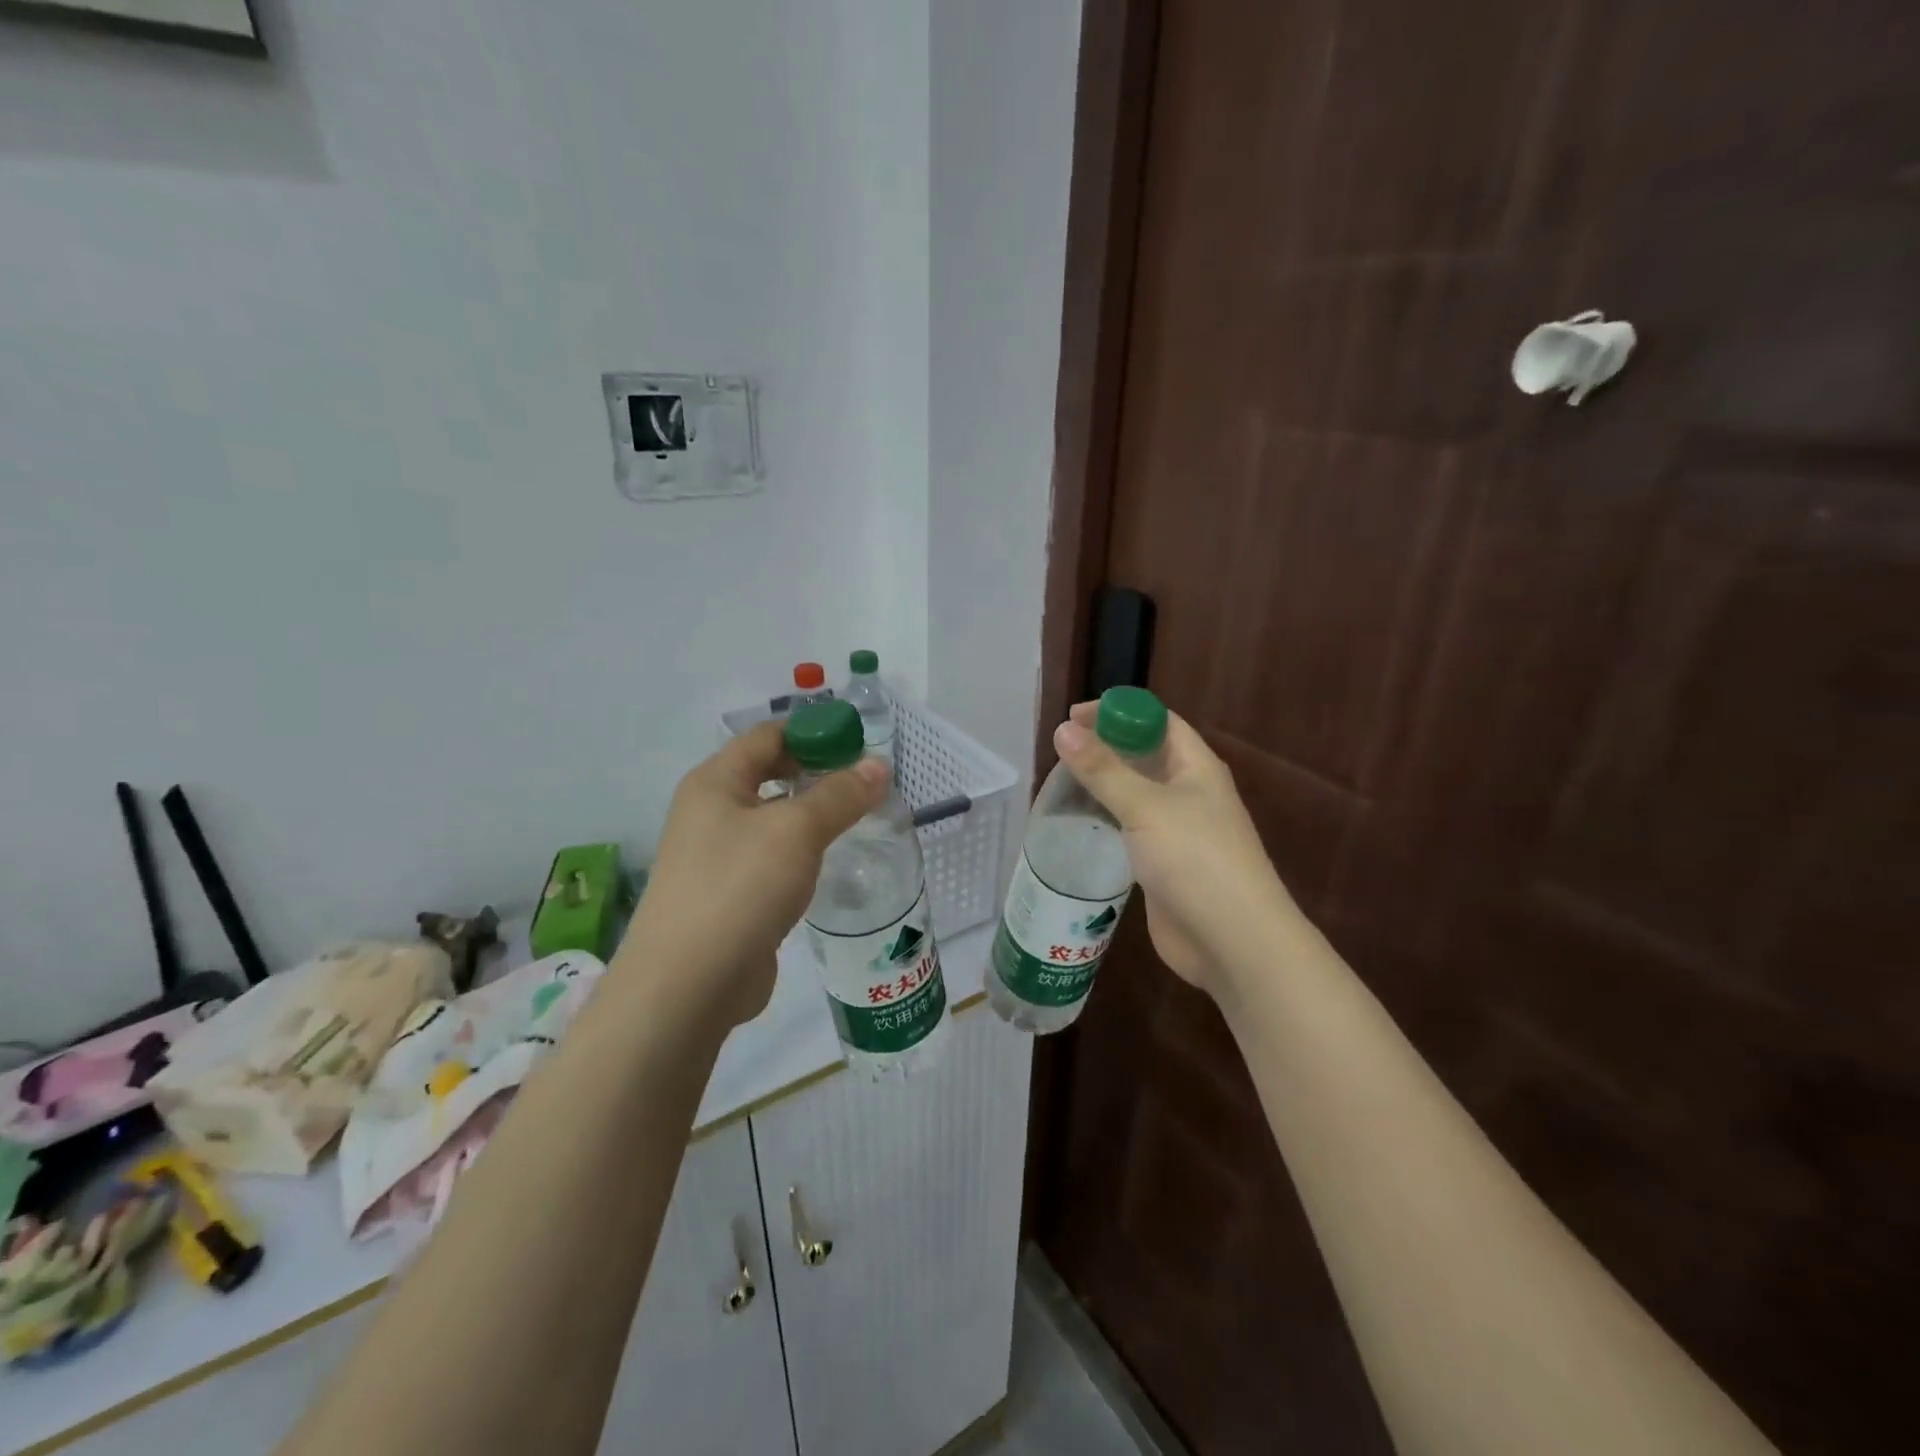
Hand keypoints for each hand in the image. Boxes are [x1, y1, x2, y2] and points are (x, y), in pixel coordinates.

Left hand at [619, 721, 889, 1028]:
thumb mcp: (797, 831)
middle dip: (815, 771)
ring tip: (858, 817)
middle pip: (768, 774)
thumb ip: (840, 795)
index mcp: (715, 782)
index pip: (767, 736)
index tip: (859, 742)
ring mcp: (716, 856)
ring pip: (771, 819)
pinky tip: (829, 862)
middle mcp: (710, 811)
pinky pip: (770, 857)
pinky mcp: (729, 895)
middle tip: (864, 781)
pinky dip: (800, 851)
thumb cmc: (740, 887)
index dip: (813, 731)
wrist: (688, 984)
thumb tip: (879, 765)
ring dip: (810, 813)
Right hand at [1053, 702, 1299, 997]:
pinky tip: (1078, 824)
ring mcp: (1177, 830)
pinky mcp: (1163, 863)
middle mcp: (1189, 793)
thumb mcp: (1145, 807)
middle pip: (1145, 756)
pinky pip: (1130, 829)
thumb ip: (1102, 769)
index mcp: (1196, 767)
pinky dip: (1106, 820)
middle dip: (1107, 747)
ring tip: (1060, 783)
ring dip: (1104, 785)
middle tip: (1061, 751)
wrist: (1232, 940)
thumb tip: (1063, 730)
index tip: (1074, 718)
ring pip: (1136, 794)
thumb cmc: (1195, 859)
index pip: (1158, 721)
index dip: (1119, 712)